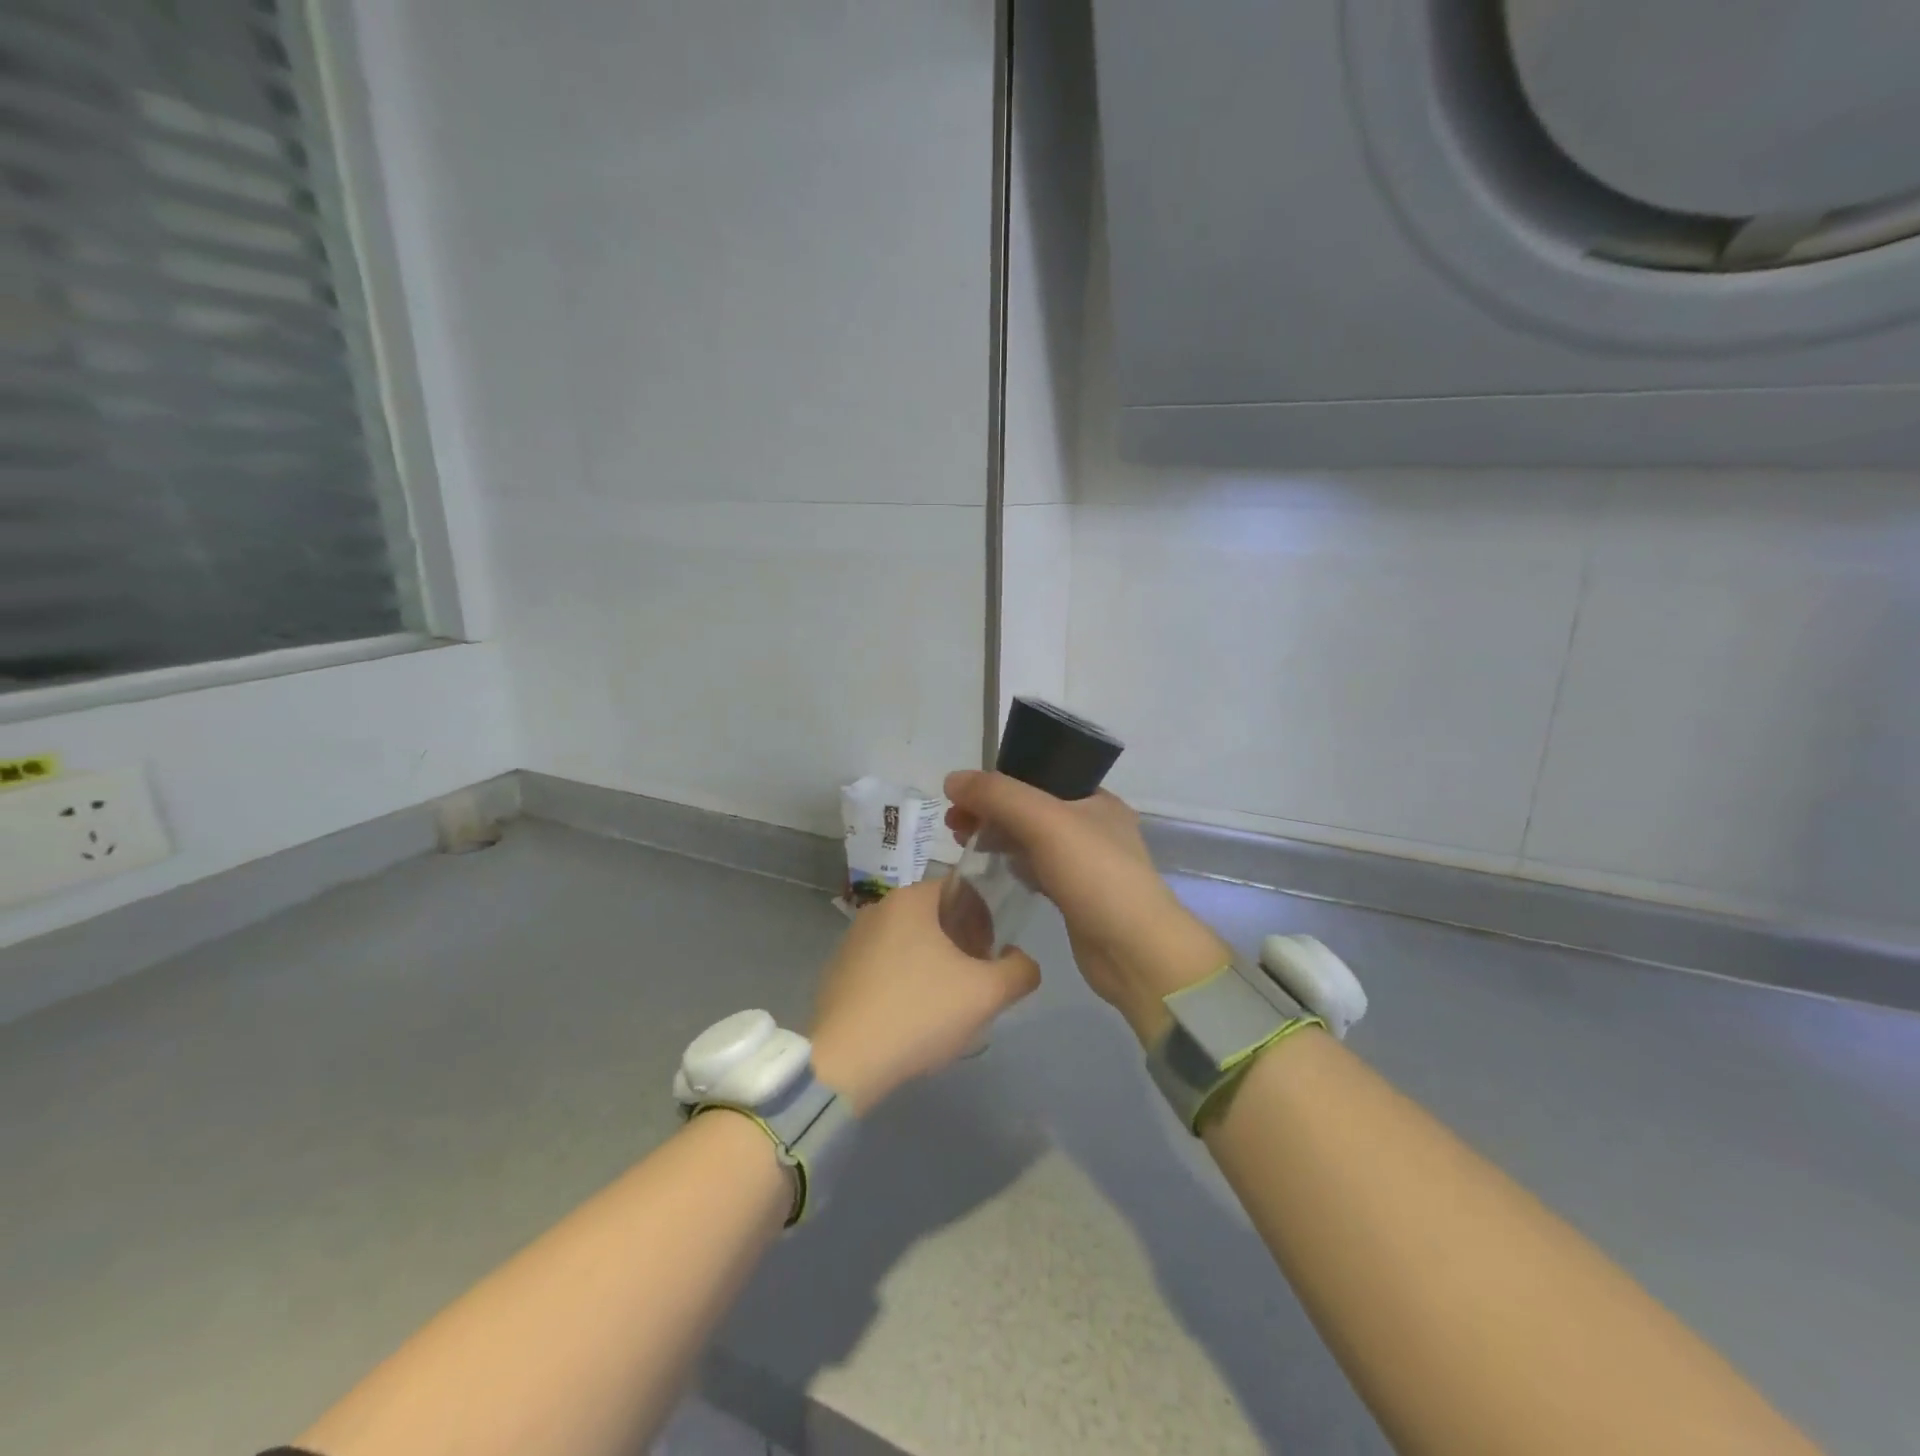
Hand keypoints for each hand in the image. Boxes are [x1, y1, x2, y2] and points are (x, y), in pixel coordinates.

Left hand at [808, 879, 1039, 1114]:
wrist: (846, 1062)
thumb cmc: (920, 1012)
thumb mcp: (987, 993)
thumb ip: (1019, 970)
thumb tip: (1021, 960)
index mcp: (911, 899)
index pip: (961, 891)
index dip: (985, 919)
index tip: (990, 956)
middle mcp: (879, 909)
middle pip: (935, 917)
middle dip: (960, 945)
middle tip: (974, 984)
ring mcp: (852, 940)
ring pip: (909, 943)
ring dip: (933, 965)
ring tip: (944, 1006)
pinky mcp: (838, 972)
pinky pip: (883, 966)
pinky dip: (903, 982)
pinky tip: (910, 1018)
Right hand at [943, 771, 1230, 1047]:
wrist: (1135, 951)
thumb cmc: (1095, 875)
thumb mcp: (1045, 821)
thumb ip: (998, 795)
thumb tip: (952, 779)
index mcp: (1095, 799)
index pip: (1039, 775)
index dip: (998, 781)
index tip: (961, 795)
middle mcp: (1092, 826)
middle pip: (1029, 807)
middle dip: (990, 810)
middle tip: (953, 824)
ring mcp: (1084, 864)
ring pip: (1030, 839)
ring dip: (997, 837)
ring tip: (962, 844)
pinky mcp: (1074, 896)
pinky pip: (1035, 870)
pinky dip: (1011, 865)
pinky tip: (989, 872)